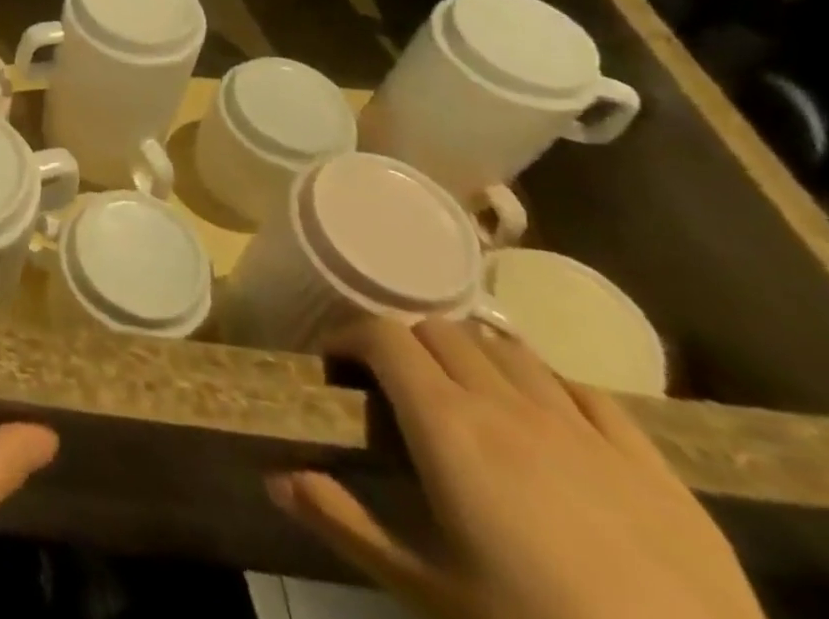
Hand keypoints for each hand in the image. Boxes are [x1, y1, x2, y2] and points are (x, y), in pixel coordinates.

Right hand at [268, 318, 763, 618]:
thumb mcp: (427, 590)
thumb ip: (344, 524)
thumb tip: (272, 479)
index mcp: (446, 423)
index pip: (382, 335)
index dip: (351, 337)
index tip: (337, 367)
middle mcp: (504, 402)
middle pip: (439, 330)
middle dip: (406, 343)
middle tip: (395, 385)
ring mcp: (581, 425)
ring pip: (506, 347)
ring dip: (472, 355)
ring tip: (465, 392)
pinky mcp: (648, 459)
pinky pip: (582, 389)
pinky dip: (547, 385)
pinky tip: (546, 418)